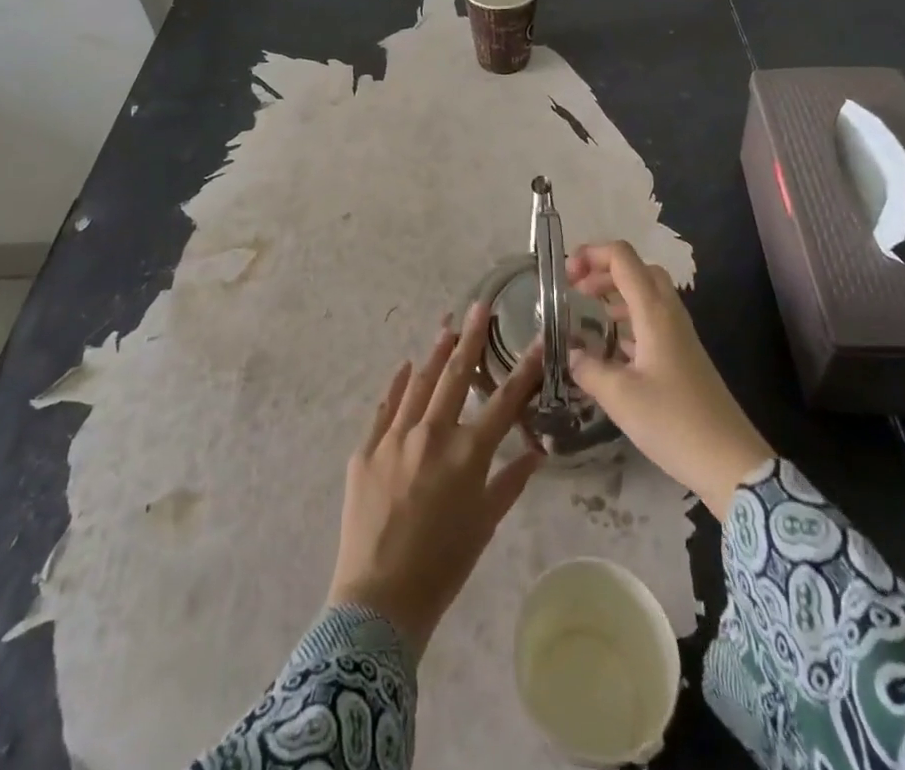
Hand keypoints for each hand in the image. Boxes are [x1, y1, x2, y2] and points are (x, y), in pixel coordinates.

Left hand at [327, 301, 544, 657]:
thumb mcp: (485, 525)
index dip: (524, 369)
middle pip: (456, 375)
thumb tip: (537, 452)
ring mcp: (395, 437)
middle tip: (479, 305)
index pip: (503, 400)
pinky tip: (405, 366)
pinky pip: (385, 407)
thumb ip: (511, 483)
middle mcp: (432, 433)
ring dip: (435, 353)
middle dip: (471, 337)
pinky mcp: (366, 449)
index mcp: (467, 453)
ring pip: (419, 382)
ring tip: (447, 326)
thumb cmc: (443, 566)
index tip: (537, 340)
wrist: (379, 600)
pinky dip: (397, 385)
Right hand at [565, 241, 774, 520]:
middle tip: (576, 290)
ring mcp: (680, 334)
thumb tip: (569, 352)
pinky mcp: (684, 355)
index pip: (622, 257)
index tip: (565, 276)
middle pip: (637, 269)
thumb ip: (588, 368)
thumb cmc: (674, 422)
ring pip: (647, 293)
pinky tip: (612, 345)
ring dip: (616, 292)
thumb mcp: (620, 396)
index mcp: (654, 312)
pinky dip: (629, 318)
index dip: (591, 254)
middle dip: (603, 270)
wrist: (731, 462)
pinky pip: (653, 319)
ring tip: (589, 313)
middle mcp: (669, 314)